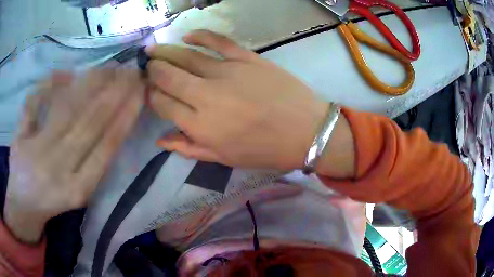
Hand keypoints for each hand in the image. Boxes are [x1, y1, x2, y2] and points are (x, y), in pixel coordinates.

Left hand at [4, 67, 143, 242]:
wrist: (23, 210)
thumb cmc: (51, 203)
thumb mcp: (79, 193)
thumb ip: (96, 165)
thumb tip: (113, 127)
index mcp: (79, 188)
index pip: (107, 144)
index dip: (125, 115)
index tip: (140, 91)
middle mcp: (60, 170)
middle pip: (90, 123)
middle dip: (114, 93)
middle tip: (131, 70)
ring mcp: (37, 154)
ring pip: (67, 110)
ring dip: (90, 85)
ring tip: (109, 68)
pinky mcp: (20, 141)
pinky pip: (34, 105)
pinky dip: (48, 85)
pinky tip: (66, 72)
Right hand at [146, 30, 330, 169]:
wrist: (306, 131)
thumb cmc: (265, 150)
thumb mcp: (224, 158)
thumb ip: (189, 148)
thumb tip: (160, 140)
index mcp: (200, 125)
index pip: (163, 104)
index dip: (151, 96)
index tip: (148, 91)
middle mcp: (206, 95)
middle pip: (168, 77)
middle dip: (153, 70)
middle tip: (147, 66)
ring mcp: (227, 72)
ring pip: (186, 57)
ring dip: (165, 52)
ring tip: (153, 49)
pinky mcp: (247, 58)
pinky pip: (218, 41)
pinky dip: (200, 35)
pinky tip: (188, 35)